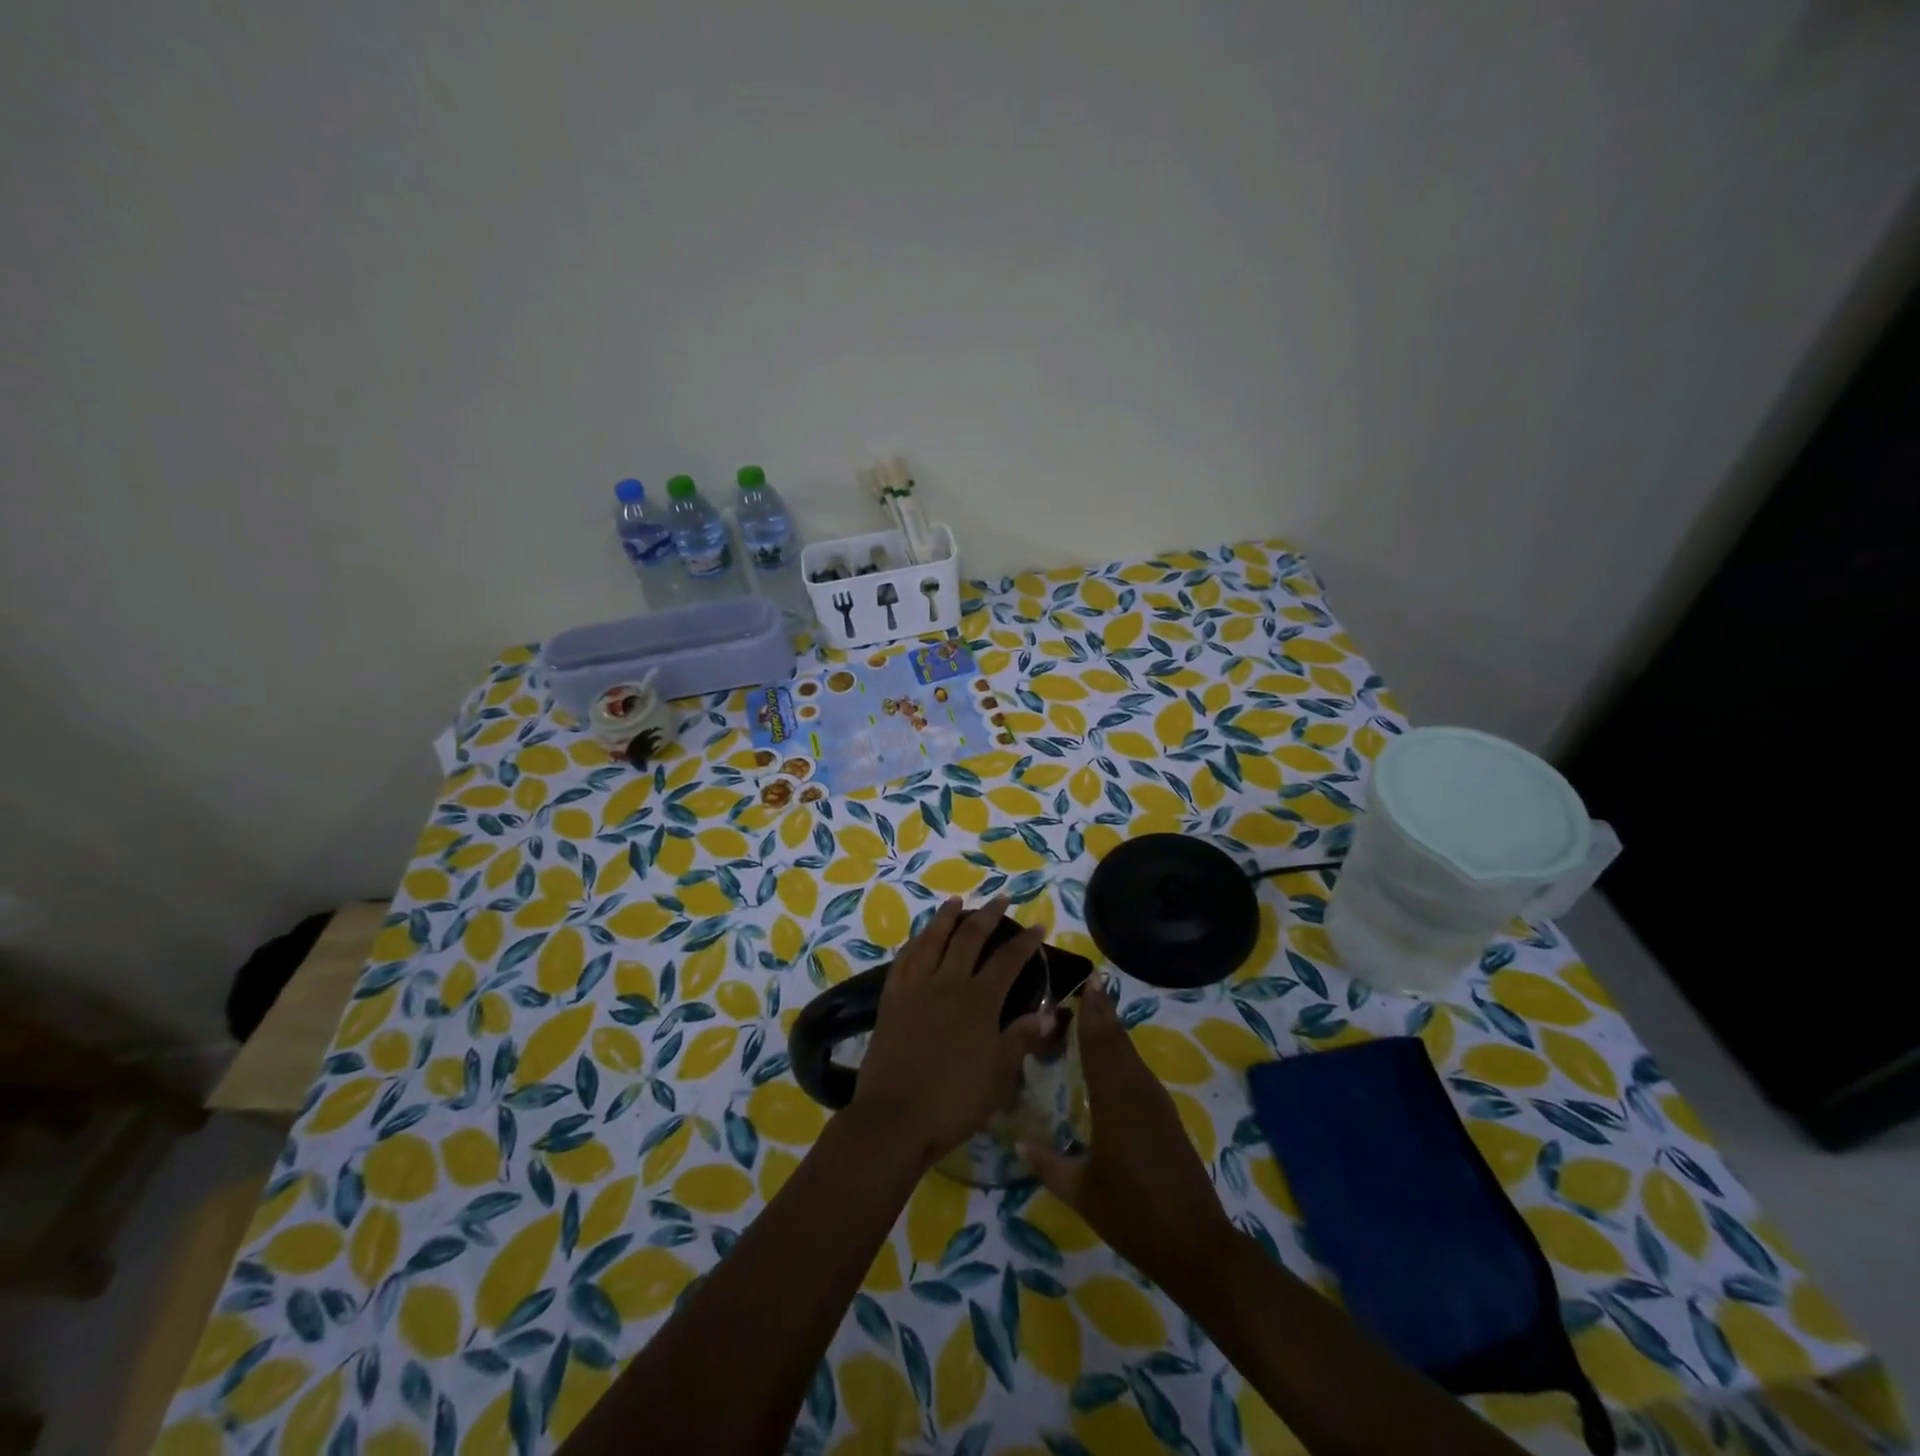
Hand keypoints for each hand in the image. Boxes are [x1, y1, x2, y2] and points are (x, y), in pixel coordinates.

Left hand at [849, 896, 1052, 1168]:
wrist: (895, 1117)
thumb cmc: (954, 1101)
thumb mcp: (999, 1076)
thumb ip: (1020, 1039)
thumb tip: (1047, 1013)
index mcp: (979, 1001)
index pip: (1008, 961)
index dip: (1025, 942)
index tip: (1038, 925)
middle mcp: (948, 983)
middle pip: (970, 938)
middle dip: (989, 915)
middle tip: (1001, 898)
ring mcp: (916, 987)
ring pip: (933, 940)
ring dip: (947, 917)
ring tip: (956, 901)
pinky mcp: (891, 998)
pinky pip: (904, 959)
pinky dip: (915, 942)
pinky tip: (920, 937)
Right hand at [1022, 977, 1235, 1296]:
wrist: (1195, 1244)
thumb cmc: (1132, 1214)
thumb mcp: (1082, 1192)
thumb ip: (1047, 1164)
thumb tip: (1016, 1143)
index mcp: (1114, 1100)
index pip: (1098, 1044)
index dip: (1092, 1012)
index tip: (1088, 980)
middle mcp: (1136, 1090)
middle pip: (1117, 1040)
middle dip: (1104, 1011)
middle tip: (1091, 982)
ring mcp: (1156, 1102)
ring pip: (1131, 1054)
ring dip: (1115, 1030)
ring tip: (1098, 1010)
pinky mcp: (1166, 1117)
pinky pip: (1139, 1071)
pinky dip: (1124, 1054)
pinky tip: (1116, 1059)